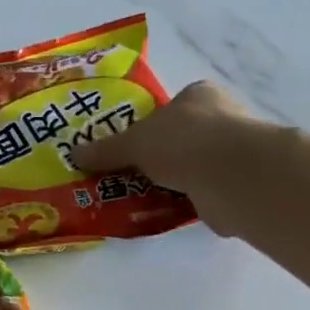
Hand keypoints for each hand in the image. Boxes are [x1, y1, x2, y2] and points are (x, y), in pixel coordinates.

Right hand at [74, 80, 285, 234]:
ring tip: (146, 199)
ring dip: (175, 183)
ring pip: (195, 167)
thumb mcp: (134, 142)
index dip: (149, 127)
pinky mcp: (236, 186)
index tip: (131, 150)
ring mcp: (232, 154)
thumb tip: (73, 154)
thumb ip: (106, 150)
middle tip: (132, 178)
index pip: (171, 108)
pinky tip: (169, 214)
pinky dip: (189, 203)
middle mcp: (221, 119)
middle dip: (161, 158)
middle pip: (182, 139)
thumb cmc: (182, 142)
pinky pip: (204, 194)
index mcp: (199, 96)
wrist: (229, 176)